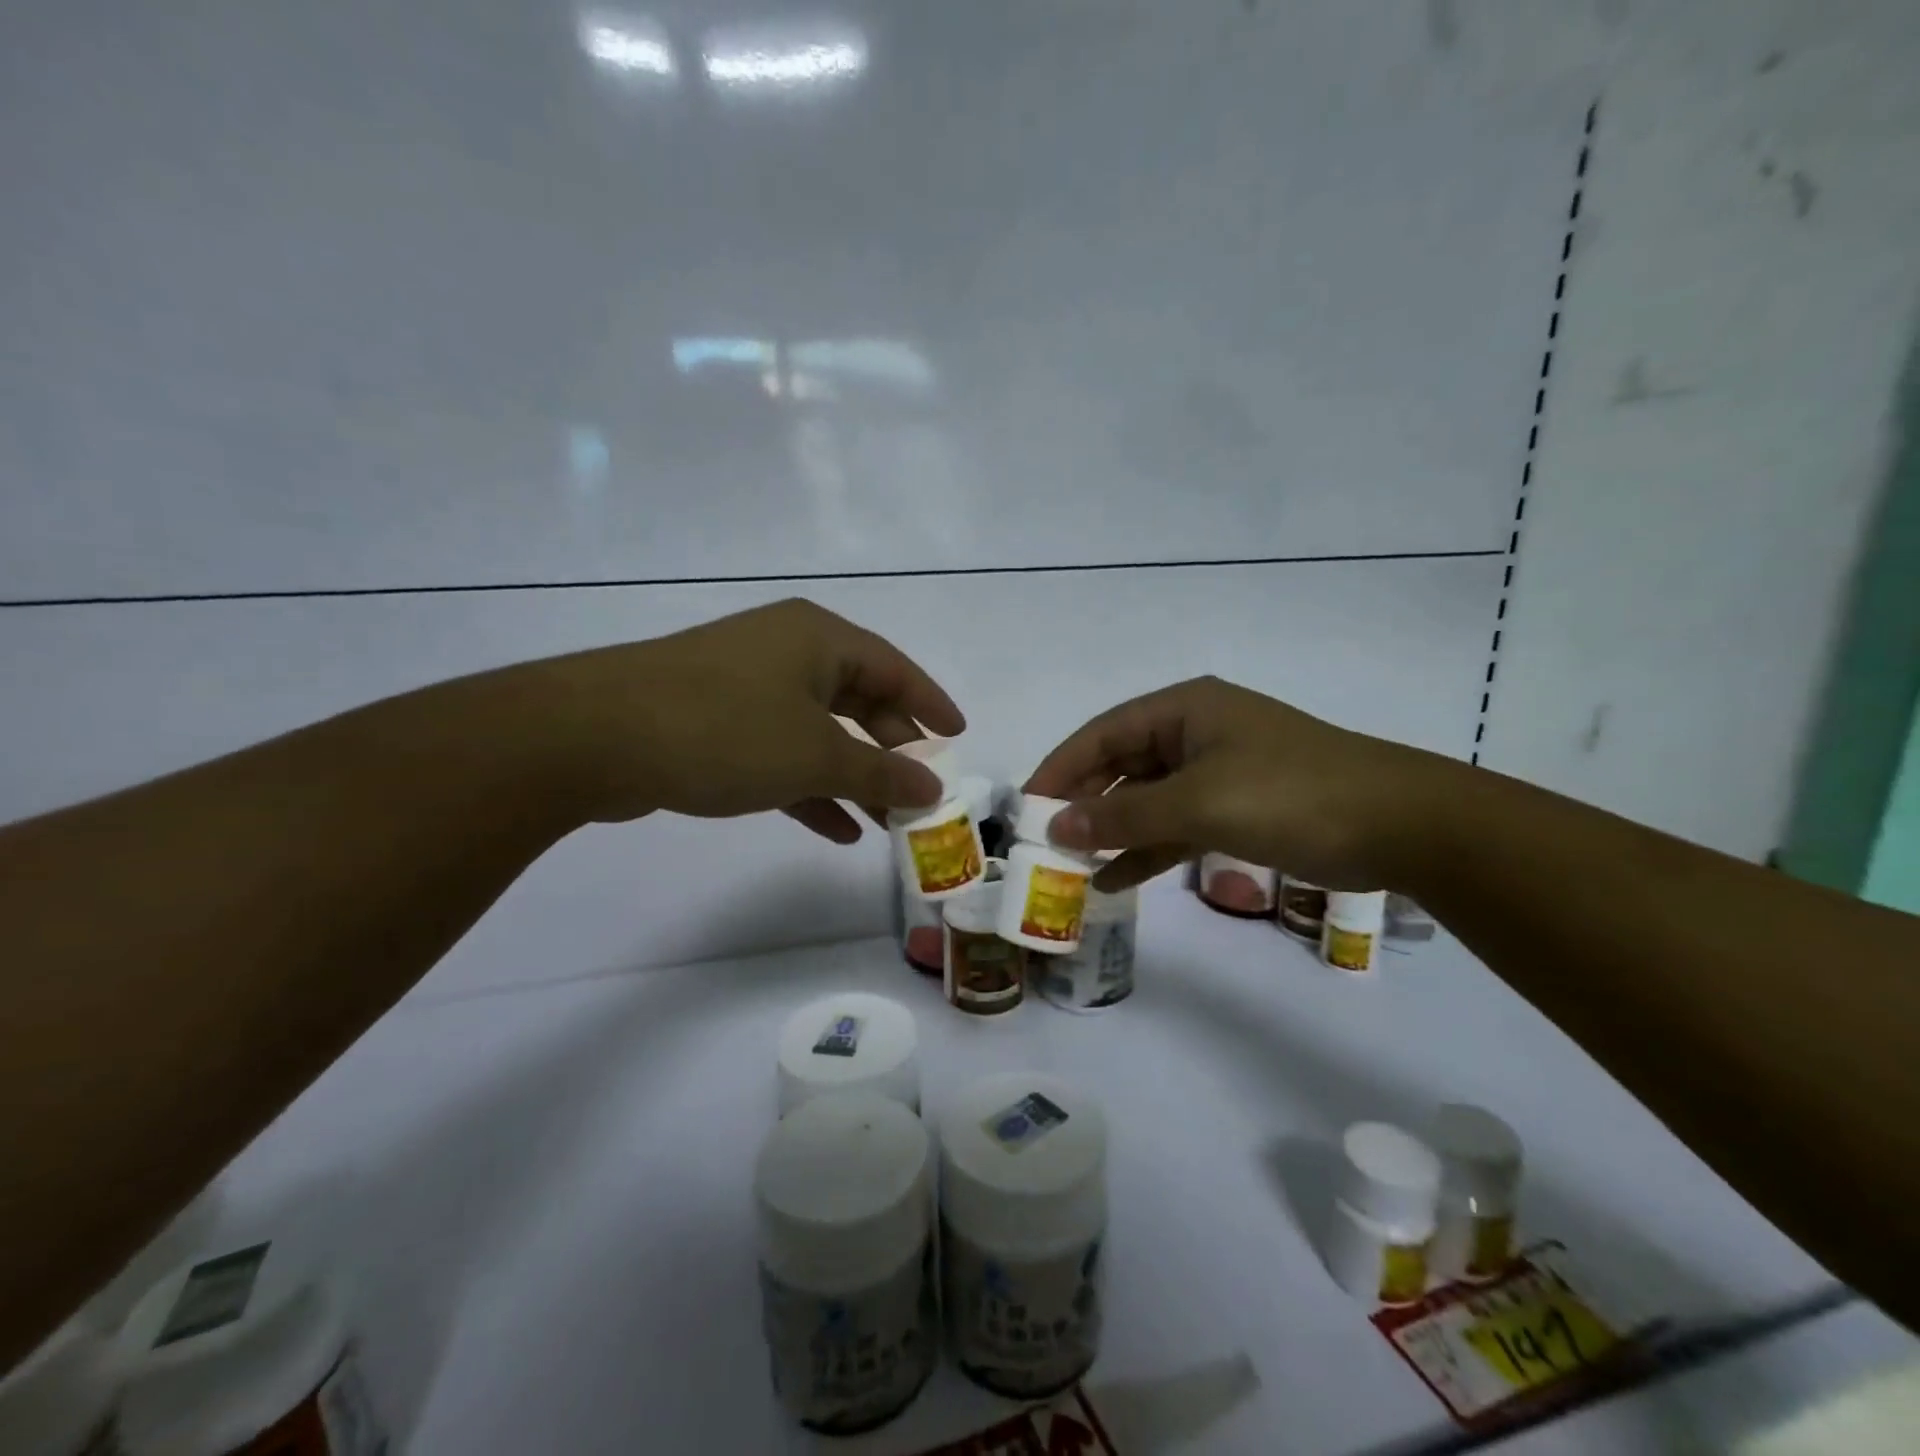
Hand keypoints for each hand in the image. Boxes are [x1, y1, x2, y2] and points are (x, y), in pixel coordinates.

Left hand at [490, 599, 964, 840]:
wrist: (594, 736)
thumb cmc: (725, 730)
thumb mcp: (815, 756)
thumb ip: (880, 773)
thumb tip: (933, 789)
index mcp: (819, 639)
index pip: (896, 668)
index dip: (931, 703)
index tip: (959, 736)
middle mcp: (787, 653)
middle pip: (859, 699)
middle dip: (892, 749)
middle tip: (921, 790)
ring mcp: (747, 686)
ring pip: (819, 732)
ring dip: (853, 776)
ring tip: (886, 821)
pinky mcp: (716, 722)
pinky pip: (781, 753)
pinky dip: (810, 787)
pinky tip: (835, 830)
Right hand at [1023, 676, 1446, 891]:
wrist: (1403, 826)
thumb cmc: (1293, 795)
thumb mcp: (1199, 802)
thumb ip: (1124, 815)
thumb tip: (1057, 827)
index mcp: (1185, 710)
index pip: (1102, 733)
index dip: (1060, 768)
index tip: (1026, 807)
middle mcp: (1195, 732)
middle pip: (1121, 765)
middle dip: (1084, 803)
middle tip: (1046, 842)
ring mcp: (1217, 771)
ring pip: (1147, 799)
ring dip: (1113, 830)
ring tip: (1072, 866)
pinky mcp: (1237, 807)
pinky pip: (1176, 825)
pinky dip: (1148, 849)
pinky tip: (1117, 880)